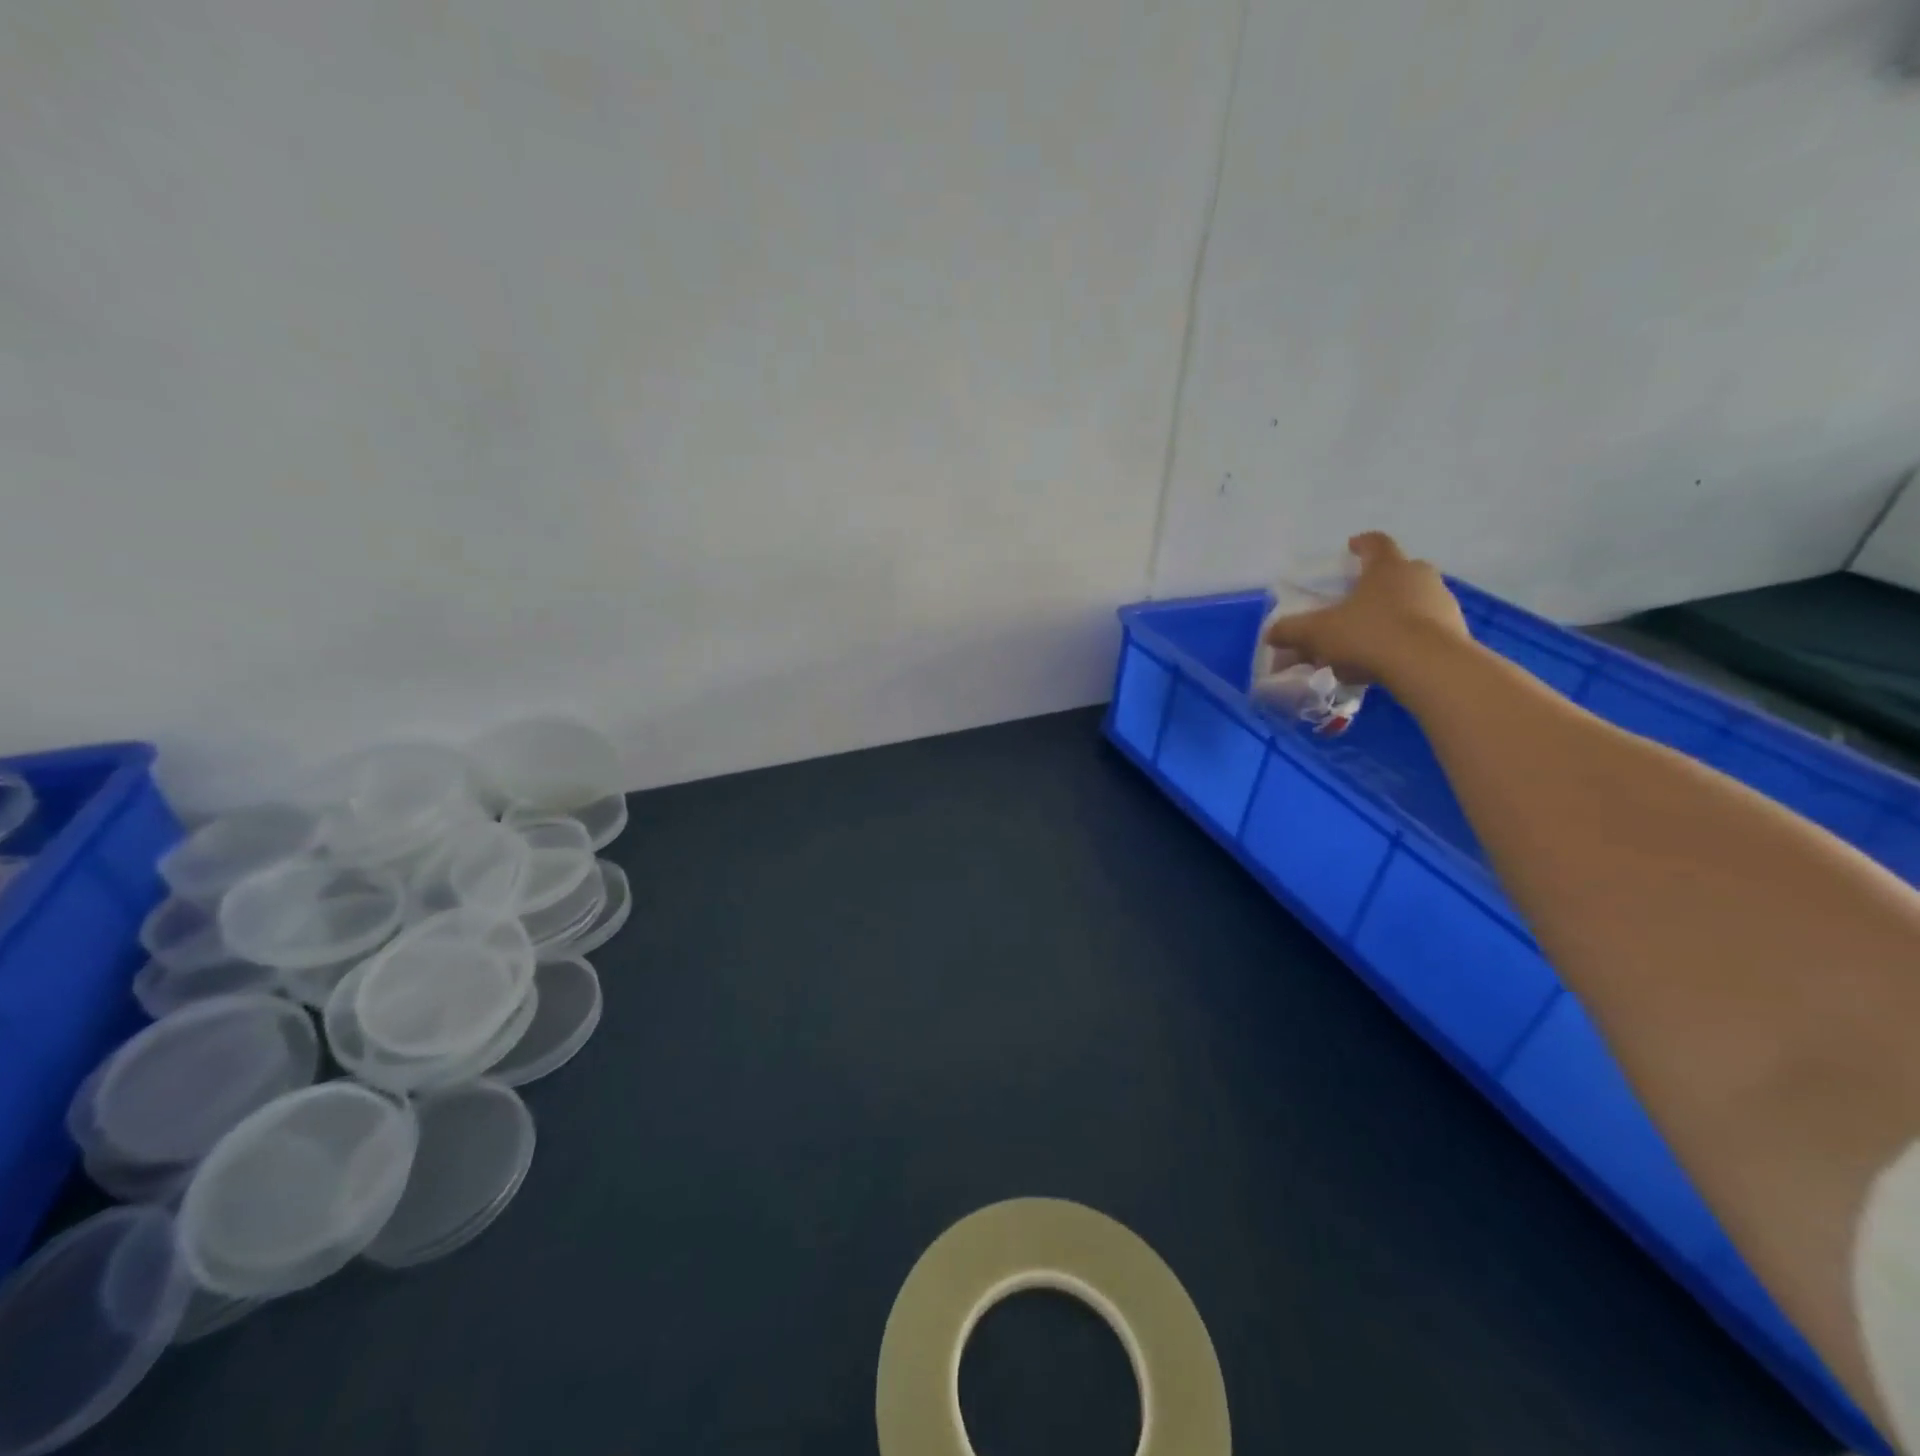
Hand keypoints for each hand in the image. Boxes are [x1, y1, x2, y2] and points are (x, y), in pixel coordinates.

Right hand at [1262, 532, 1468, 685]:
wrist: (1429, 666)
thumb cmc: (1369, 635)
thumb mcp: (1318, 633)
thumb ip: (1291, 631)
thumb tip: (1271, 634)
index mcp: (1387, 567)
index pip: (1375, 543)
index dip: (1361, 544)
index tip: (1351, 547)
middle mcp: (1419, 577)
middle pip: (1398, 572)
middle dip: (1377, 584)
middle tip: (1358, 600)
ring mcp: (1442, 603)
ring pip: (1413, 601)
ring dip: (1393, 613)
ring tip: (1370, 638)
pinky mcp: (1455, 632)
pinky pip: (1425, 629)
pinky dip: (1407, 638)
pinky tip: (1388, 660)